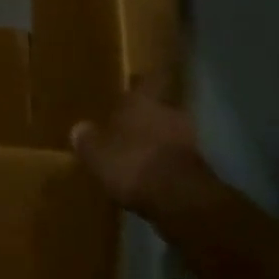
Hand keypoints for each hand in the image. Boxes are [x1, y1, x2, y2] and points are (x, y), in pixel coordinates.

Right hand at [70, 73, 203, 215]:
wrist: (180, 198)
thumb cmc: (132, 162)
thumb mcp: (96, 154)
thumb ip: (87, 140)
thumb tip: (79, 129)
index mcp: (142, 100)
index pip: (147, 79)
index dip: (143, 82)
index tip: (136, 83)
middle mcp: (168, 111)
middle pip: (160, 105)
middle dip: (148, 114)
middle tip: (132, 123)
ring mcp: (188, 138)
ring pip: (171, 131)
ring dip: (160, 139)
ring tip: (143, 152)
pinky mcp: (200, 166)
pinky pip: (178, 156)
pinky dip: (168, 162)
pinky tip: (155, 174)